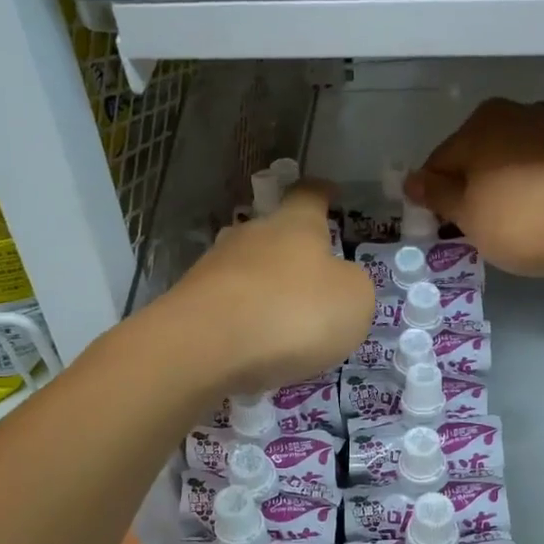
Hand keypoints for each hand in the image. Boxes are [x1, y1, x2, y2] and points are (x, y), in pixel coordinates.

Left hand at [164, 182, 373, 395]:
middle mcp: (250, 235)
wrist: (204, 348)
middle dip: (292, 253)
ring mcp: (213, 267)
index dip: (323, 193)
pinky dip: (243, 322)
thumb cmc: (293, 313)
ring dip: (266, 291)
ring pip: (247, 271)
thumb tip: (339, 281)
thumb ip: (353, 285)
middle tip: (313, 282)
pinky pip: (227, 307)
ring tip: (284, 325)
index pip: (309, 195)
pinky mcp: (189, 303)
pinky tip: (254, 349)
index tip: (331, 194)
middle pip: (274, 234)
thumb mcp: (353, 300)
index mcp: (294, 224)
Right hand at [407, 99, 543, 277]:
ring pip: (511, 162)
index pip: (440, 162)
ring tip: (512, 227)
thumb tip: (412, 180)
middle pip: (477, 157)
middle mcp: (517, 113)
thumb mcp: (469, 216)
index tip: (441, 227)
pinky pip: (543, 170)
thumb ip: (437, 195)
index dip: (435, 198)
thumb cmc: (524, 219)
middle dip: (472, 190)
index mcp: (480, 123)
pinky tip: (542, 218)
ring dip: (504, 190)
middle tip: (476, 230)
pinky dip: (535, 191)